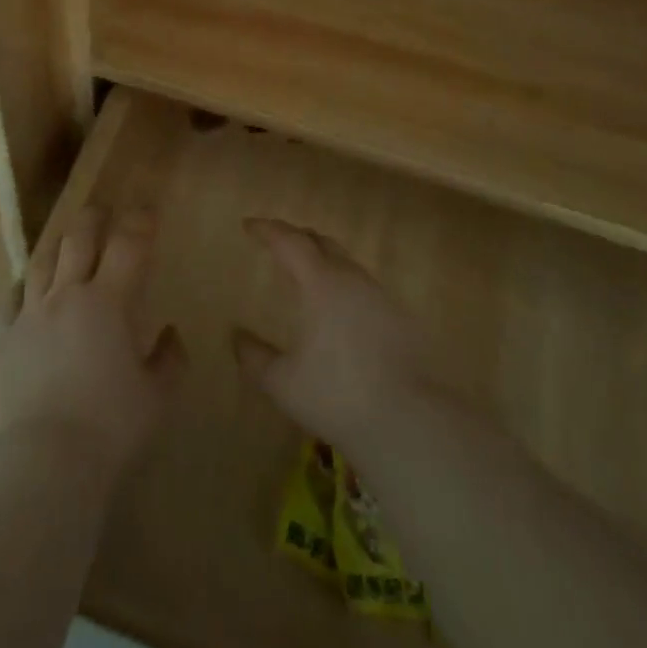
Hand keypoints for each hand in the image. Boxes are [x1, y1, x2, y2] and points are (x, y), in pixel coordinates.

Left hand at [0, 204, 186, 481]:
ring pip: (41, 263)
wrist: (42, 463)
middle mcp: (66, 296)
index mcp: (108, 302)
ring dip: (56, 246)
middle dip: (92, 219)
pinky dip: (26, 291)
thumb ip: (168, 360)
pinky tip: (28, 296)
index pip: (128, 245)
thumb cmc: (110, 428)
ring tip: (64, 242)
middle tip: (101, 211)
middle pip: (77, 240)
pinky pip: (13, 302)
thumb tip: (170, 334)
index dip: (139, 222)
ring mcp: (29, 316)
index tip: (146, 210)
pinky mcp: (2, 342)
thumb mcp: (157, 398)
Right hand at [232, 218, 434, 454]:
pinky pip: (364, 287)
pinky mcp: (401, 318)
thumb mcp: (282, 383)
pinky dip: (344, 284)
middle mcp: (352, 279)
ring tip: (307, 273)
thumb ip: (255, 357)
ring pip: (346, 262)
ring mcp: (380, 296)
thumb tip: (237, 336)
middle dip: (296, 237)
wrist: (409, 422)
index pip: (290, 241)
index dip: (267, 230)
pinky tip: (341, 309)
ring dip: (323, 259)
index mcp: (321, 283)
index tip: (249, 225)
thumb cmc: (337, 396)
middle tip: (277, 242)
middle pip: (321, 242)